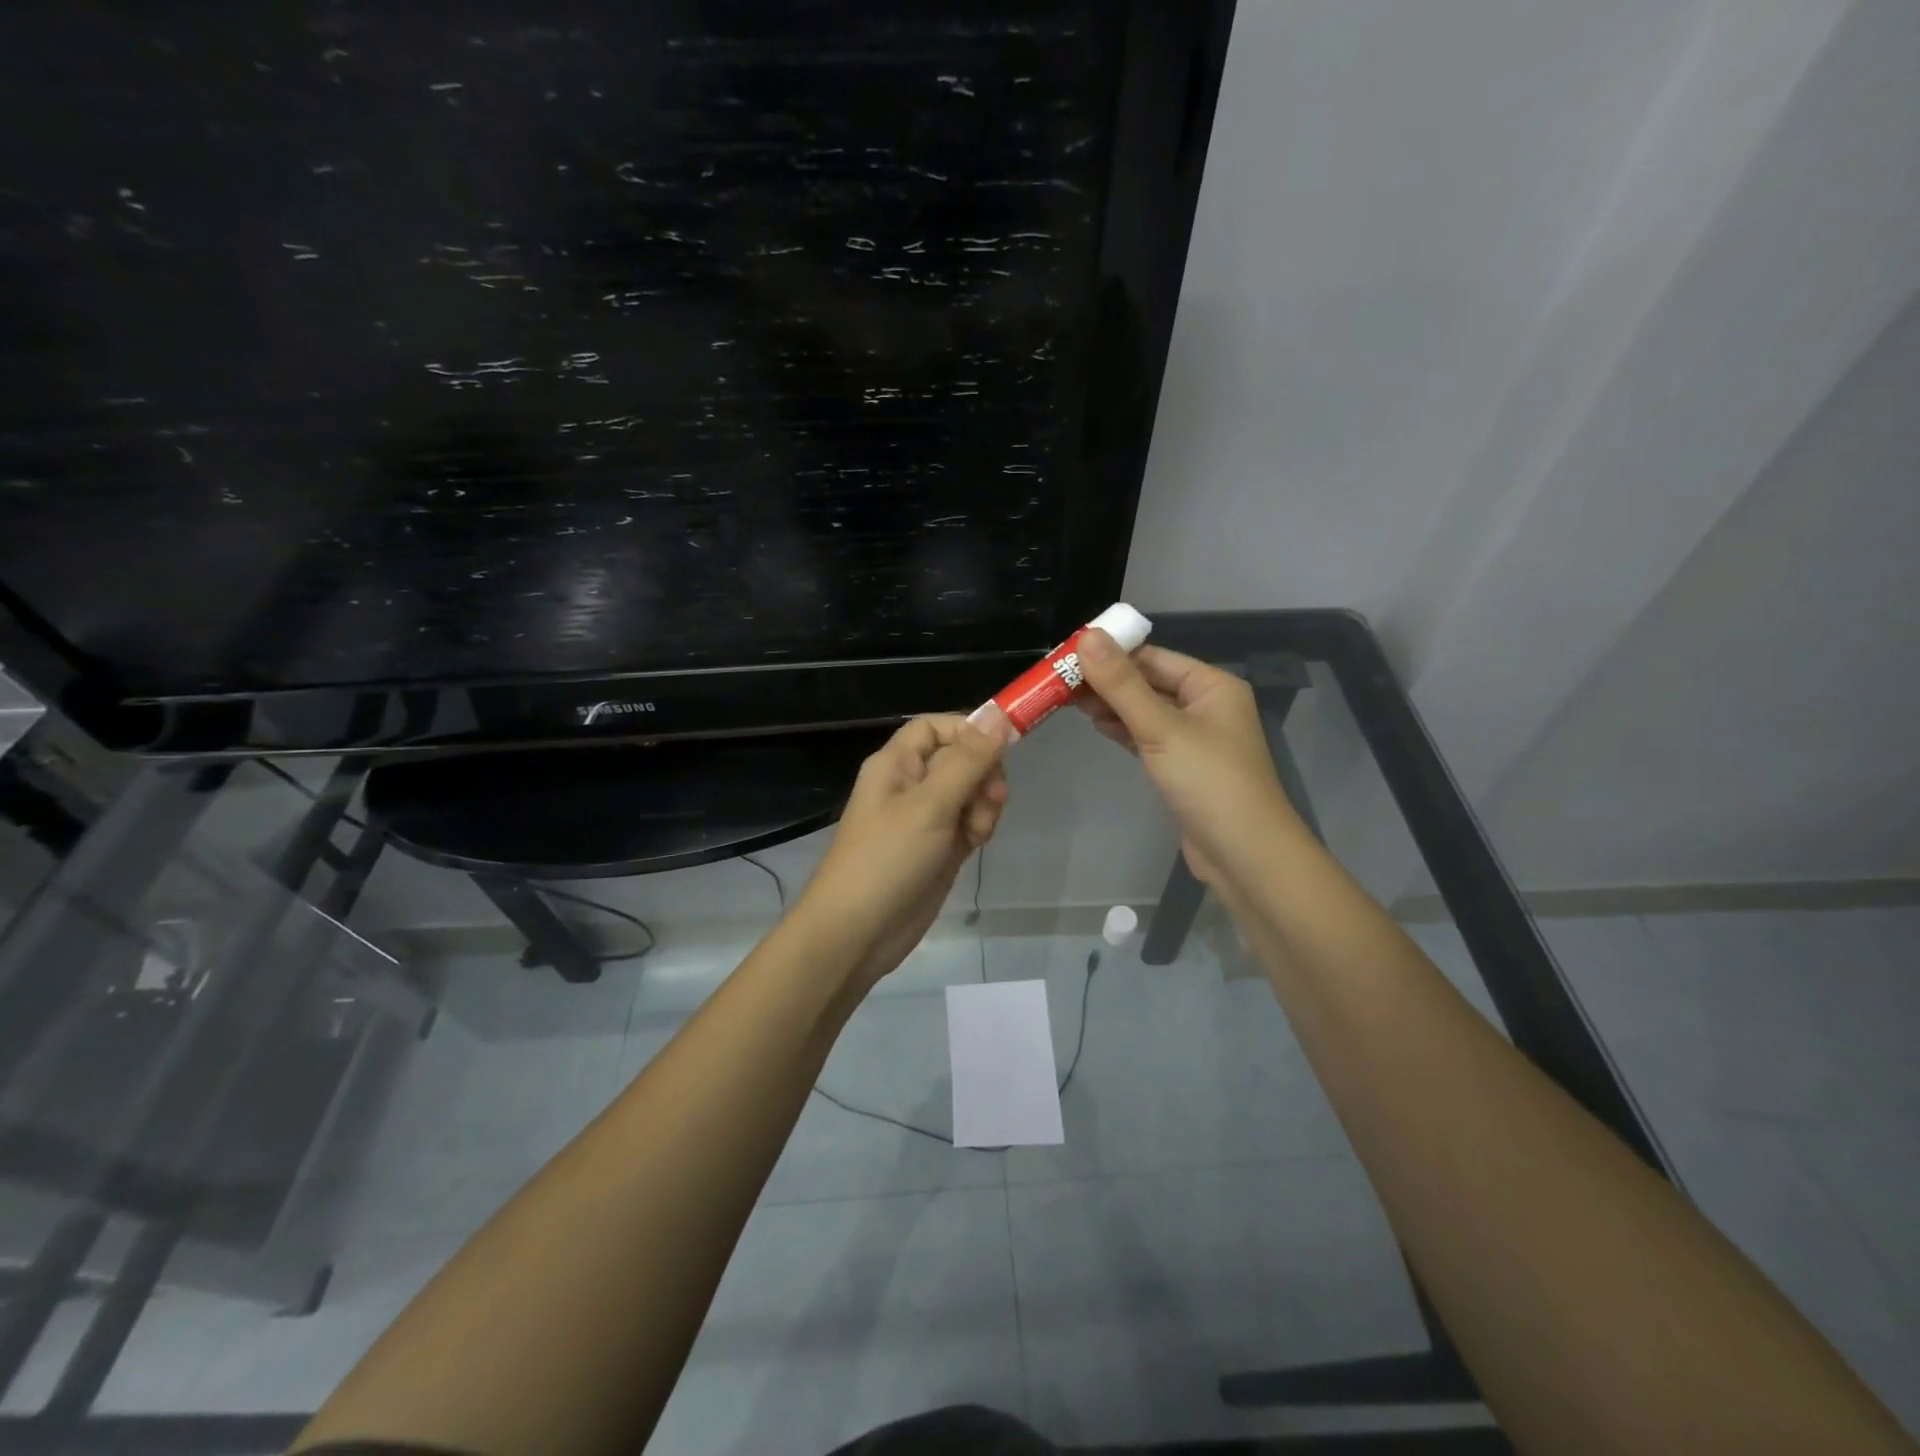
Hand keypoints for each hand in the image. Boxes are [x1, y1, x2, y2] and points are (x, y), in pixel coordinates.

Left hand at [795, 711, 1010, 988]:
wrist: (857, 933)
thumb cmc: (887, 859)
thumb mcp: (930, 804)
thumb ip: (968, 760)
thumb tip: (998, 713)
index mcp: (897, 763)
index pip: (938, 727)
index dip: (969, 732)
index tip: (1001, 749)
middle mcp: (910, 784)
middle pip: (961, 759)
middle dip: (983, 775)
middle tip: (991, 801)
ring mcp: (925, 818)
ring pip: (970, 792)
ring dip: (983, 805)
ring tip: (976, 832)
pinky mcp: (938, 848)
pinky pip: (968, 822)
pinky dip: (978, 828)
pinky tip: (975, 845)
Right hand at [1075, 631, 1298, 886]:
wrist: (1244, 855)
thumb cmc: (1209, 782)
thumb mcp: (1161, 728)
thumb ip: (1122, 684)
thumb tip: (1087, 636)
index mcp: (1211, 685)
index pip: (1152, 657)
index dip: (1110, 654)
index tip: (1066, 656)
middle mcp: (1205, 705)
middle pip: (1147, 682)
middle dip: (1106, 682)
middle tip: (1058, 682)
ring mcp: (1194, 738)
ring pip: (1145, 711)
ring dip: (1111, 706)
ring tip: (1067, 702)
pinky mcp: (1182, 766)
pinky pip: (1147, 736)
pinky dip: (1123, 730)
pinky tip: (1097, 726)